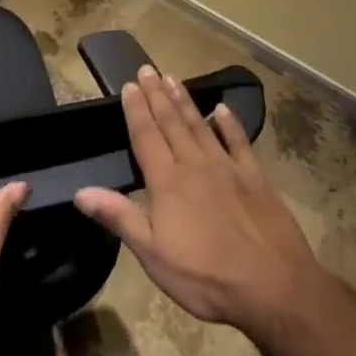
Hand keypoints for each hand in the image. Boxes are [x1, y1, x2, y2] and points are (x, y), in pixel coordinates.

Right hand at [75, 66, 322, 337]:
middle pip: (172, 123)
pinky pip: (239, 142)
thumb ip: (120, 217)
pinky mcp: (256, 178)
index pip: (146, 136)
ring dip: (185, 101)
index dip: (136, 110)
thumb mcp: (153, 255)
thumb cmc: (206, 276)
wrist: (274, 286)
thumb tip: (81, 191)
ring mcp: (228, 168)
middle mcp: (195, 164)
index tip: (129, 85)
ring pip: (200, 126)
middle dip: (157, 96)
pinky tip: (221, 109)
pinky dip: (229, 124)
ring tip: (172, 79)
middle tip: (148, 69)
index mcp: (167, 182)